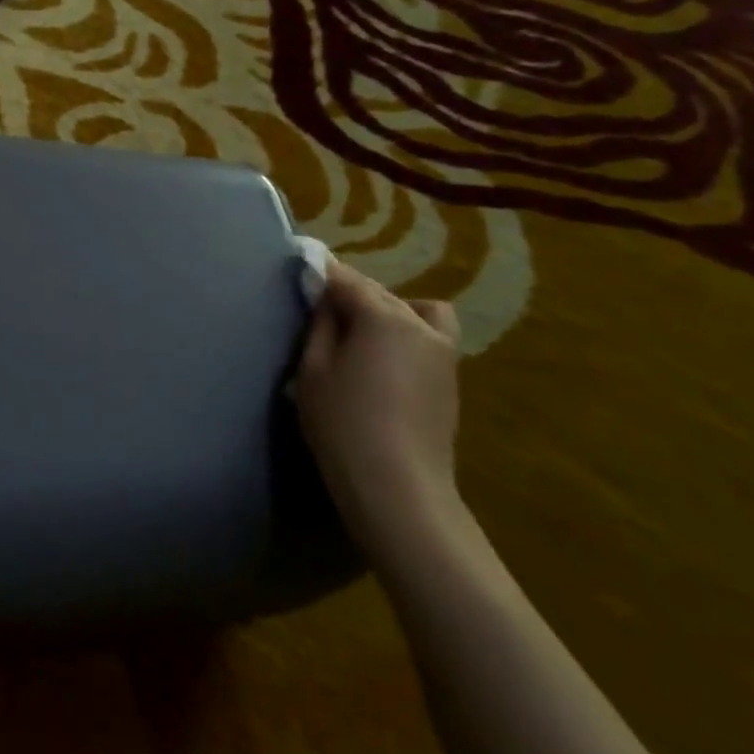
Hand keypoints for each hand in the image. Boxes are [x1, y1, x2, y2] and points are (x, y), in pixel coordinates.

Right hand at [296, 261, 463, 567]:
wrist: (398, 487)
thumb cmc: (343, 424)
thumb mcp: (313, 370)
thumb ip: (320, 327)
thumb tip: (326, 302)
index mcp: (384, 317)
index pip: (348, 280)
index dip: (323, 272)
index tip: (302, 267)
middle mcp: (420, 324)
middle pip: (381, 293)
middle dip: (351, 293)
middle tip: (321, 310)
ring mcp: (444, 352)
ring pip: (413, 310)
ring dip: (386, 310)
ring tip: (359, 333)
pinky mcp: (451, 378)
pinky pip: (429, 335)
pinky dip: (408, 332)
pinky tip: (382, 359)